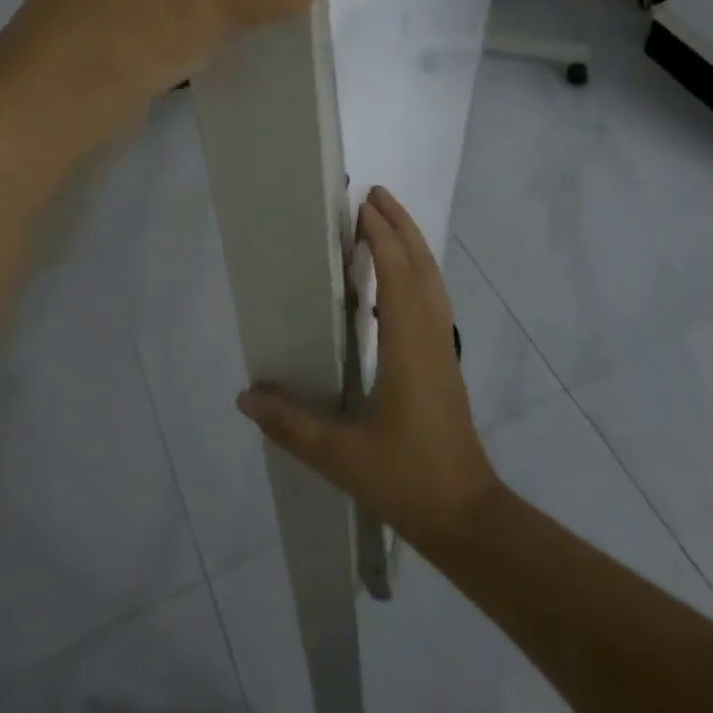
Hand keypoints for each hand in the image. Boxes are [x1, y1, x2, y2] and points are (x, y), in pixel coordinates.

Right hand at [237, 187, 501, 550]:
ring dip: (412, 247)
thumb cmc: (407, 479)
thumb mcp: (341, 456)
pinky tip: (391, 290)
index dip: (382, 235)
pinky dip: (415, 276)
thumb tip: (245, 396)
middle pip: (422, 266)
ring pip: (432, 282)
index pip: (398, 273)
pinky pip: (432, 301)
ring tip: (385, 225)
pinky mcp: (445, 364)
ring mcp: (443, 349)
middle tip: (375, 195)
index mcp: (408, 345)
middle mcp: (431, 336)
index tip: (361, 205)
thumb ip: (291, 424)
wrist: (467, 517)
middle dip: (401, 226)